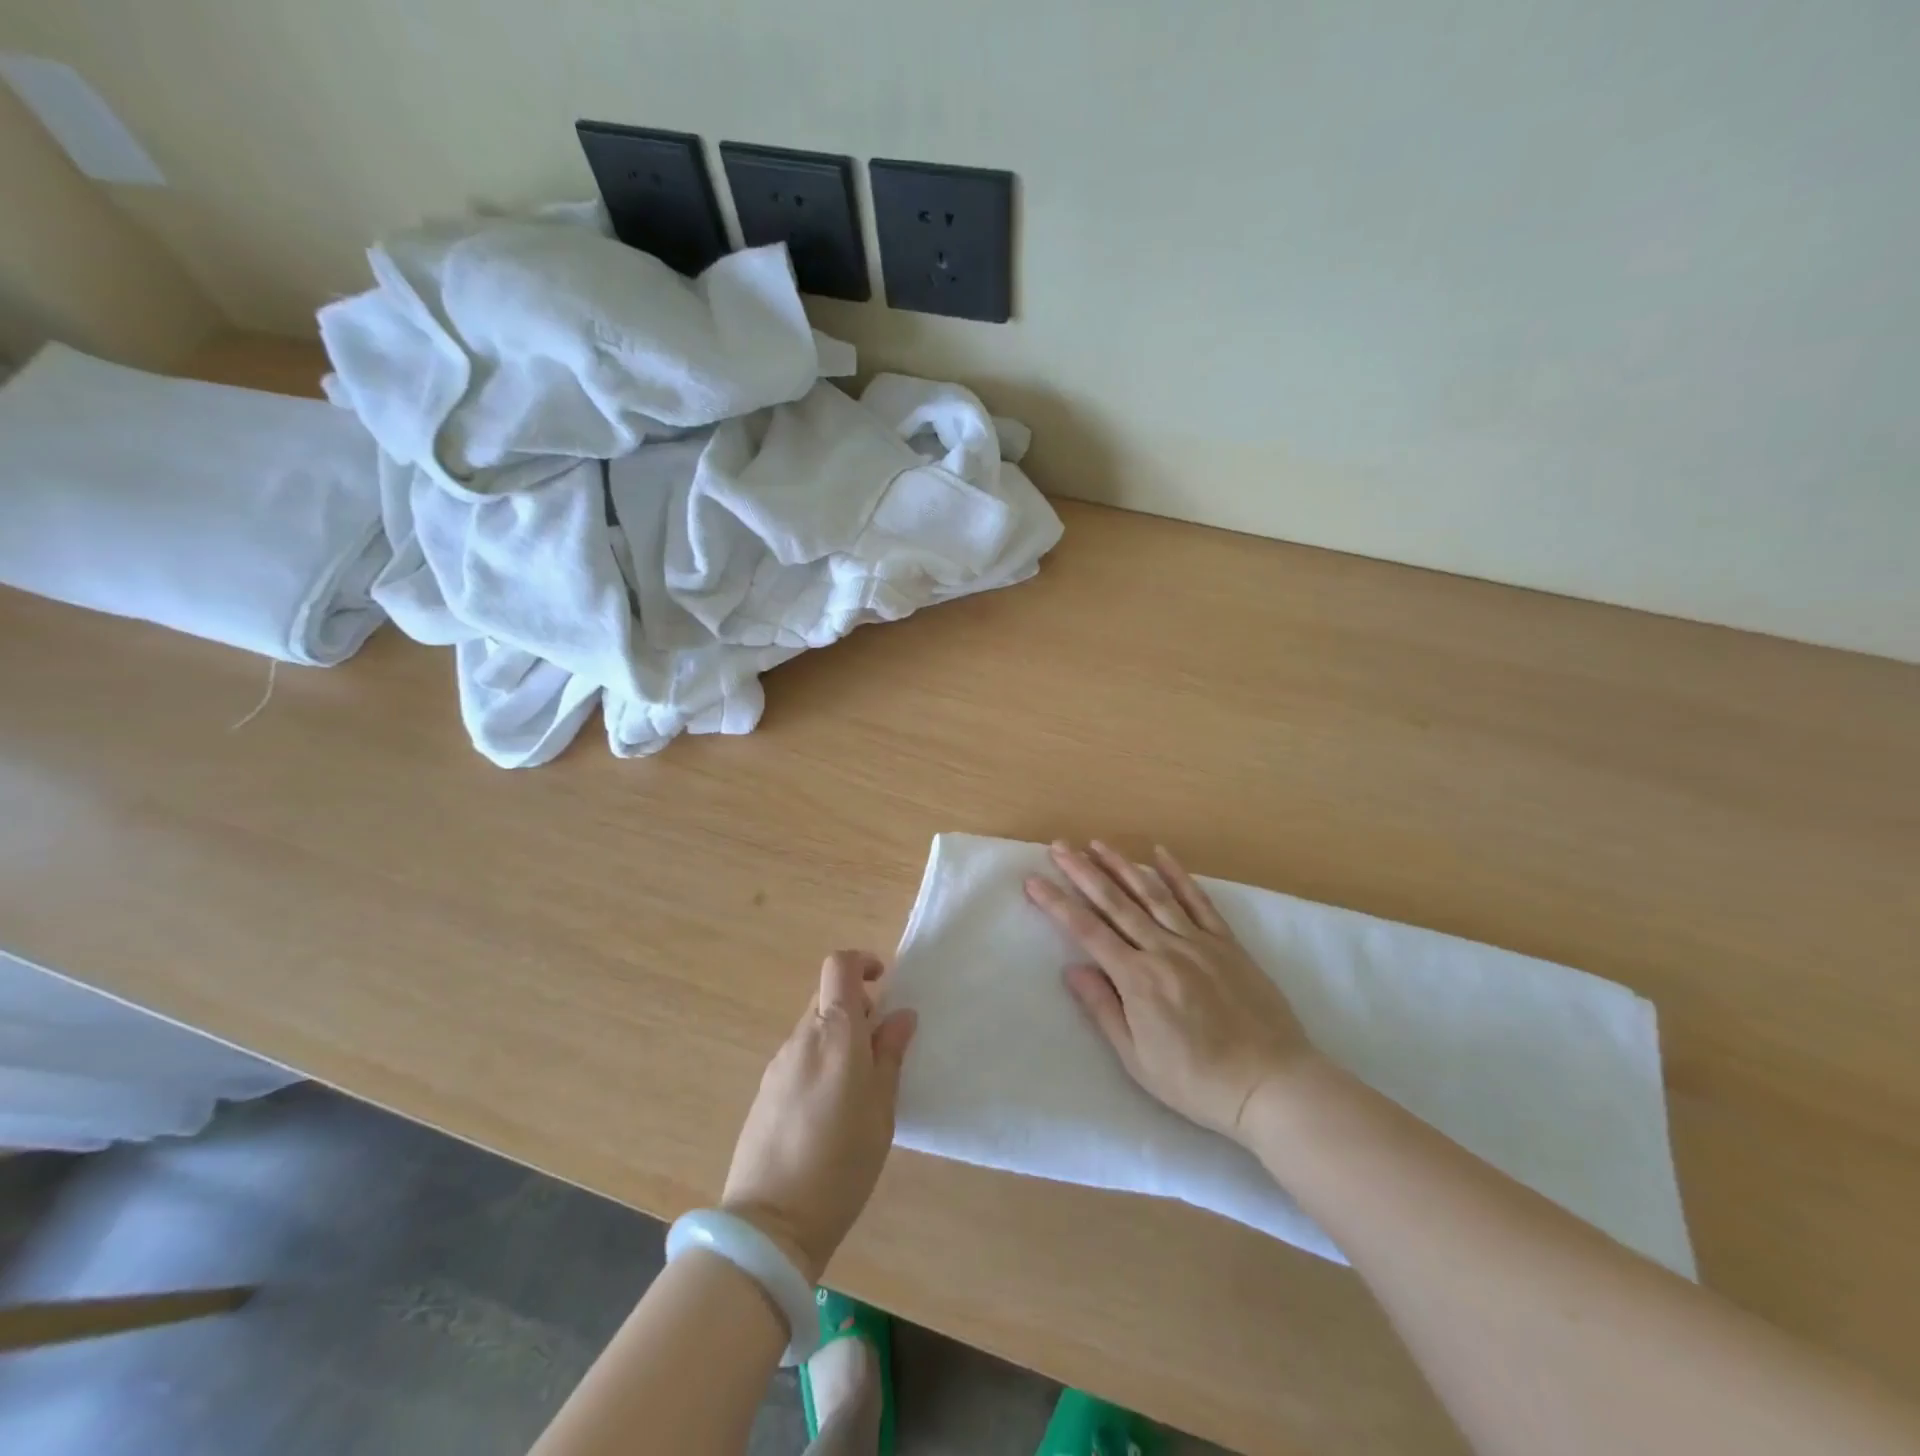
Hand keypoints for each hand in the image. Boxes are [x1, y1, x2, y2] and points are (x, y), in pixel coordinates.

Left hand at [720, 951, 917, 1283]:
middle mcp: (802, 1038)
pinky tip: (829, 1111)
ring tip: (859, 1089)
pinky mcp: (765, 1091)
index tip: (884, 982)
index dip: (862, 962)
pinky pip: (799, 1058)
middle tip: (882, 1049)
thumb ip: (890, 1055)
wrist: (770, 1224)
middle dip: (857, 1009)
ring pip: (814, 1030)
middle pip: (827, 998)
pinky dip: (820, 1063)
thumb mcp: (882, 1110)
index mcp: (834, 1033)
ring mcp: (778, 1064)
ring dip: (839, 1039)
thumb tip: (900, 1015)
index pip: (838, 966)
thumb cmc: (841, 1163)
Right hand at [1026, 841, 1315, 1143]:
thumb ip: (1103, 1010)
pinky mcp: (1227, 942)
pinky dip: (1177, 875)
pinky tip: (1160, 853)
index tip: (1034, 881)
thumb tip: (1072, 969)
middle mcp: (1164, 949)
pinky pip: (1198, 901)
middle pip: (1115, 903)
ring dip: (1122, 865)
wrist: (1271, 1083)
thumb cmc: (1197, 1081)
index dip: (1057, 903)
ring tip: (1097, 844)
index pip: (1087, 931)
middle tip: (1059, 846)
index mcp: (1138, 979)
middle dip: (1083, 872)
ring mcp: (1198, 941)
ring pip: (1152, 894)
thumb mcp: (1138, 1059)